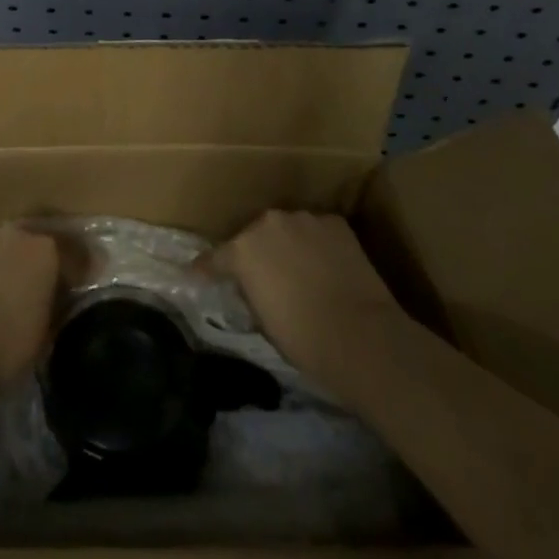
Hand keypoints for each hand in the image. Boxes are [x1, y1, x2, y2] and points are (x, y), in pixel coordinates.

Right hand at [213, 211, 406, 403]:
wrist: (363, 336)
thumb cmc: (305, 339)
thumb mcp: (262, 320)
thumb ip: (251, 291)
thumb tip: (253, 285)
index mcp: (243, 249)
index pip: (215, 257)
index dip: (206, 268)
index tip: (196, 274)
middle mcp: (269, 223)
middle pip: (254, 235)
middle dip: (254, 252)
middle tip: (262, 276)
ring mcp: (304, 218)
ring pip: (287, 229)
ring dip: (287, 245)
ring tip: (297, 269)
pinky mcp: (335, 222)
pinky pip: (316, 232)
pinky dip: (316, 245)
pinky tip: (326, 266)